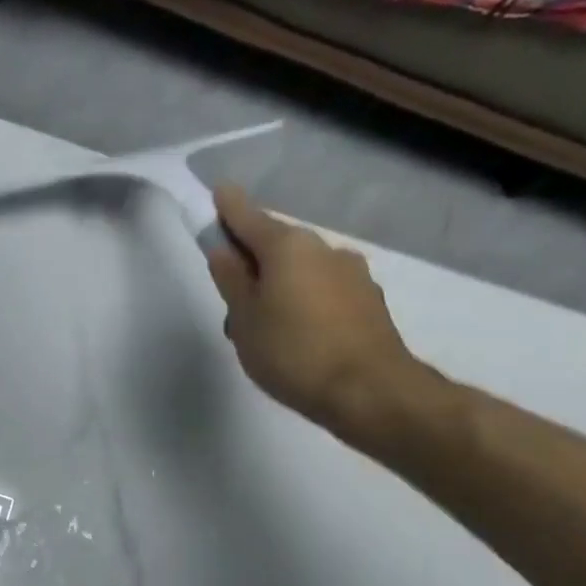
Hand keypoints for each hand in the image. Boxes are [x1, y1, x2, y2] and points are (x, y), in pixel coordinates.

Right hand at [207, 186, 423, 444]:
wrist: (368, 390)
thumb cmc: (292, 353)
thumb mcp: (244, 321)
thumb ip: (231, 281)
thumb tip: (222, 250)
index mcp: (287, 247)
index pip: (248, 217)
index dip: (227, 208)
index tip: (216, 196)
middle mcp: (323, 248)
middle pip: (277, 244)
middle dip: (253, 258)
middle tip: (232, 293)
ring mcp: (351, 272)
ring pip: (302, 269)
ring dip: (280, 283)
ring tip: (265, 325)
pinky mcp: (368, 299)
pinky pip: (323, 289)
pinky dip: (304, 299)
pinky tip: (298, 332)